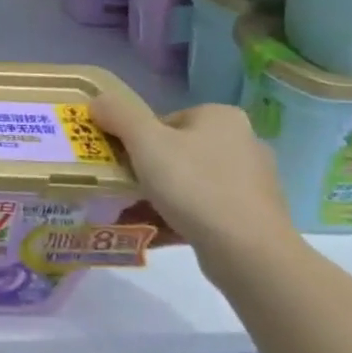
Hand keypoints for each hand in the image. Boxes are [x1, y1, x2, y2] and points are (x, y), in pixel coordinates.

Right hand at [91, 89, 300, 272]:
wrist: (248, 251)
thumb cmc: (194, 185)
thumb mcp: (145, 141)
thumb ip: (118, 114)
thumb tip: (98, 101)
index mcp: (221, 118)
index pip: (164, 120)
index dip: (136, 139)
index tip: (121, 161)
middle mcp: (242, 143)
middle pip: (175, 151)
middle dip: (146, 169)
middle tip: (122, 187)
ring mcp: (251, 182)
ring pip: (188, 182)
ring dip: (159, 196)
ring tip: (133, 213)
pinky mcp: (253, 216)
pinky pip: (203, 210)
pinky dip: (178, 217)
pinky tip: (156, 231)